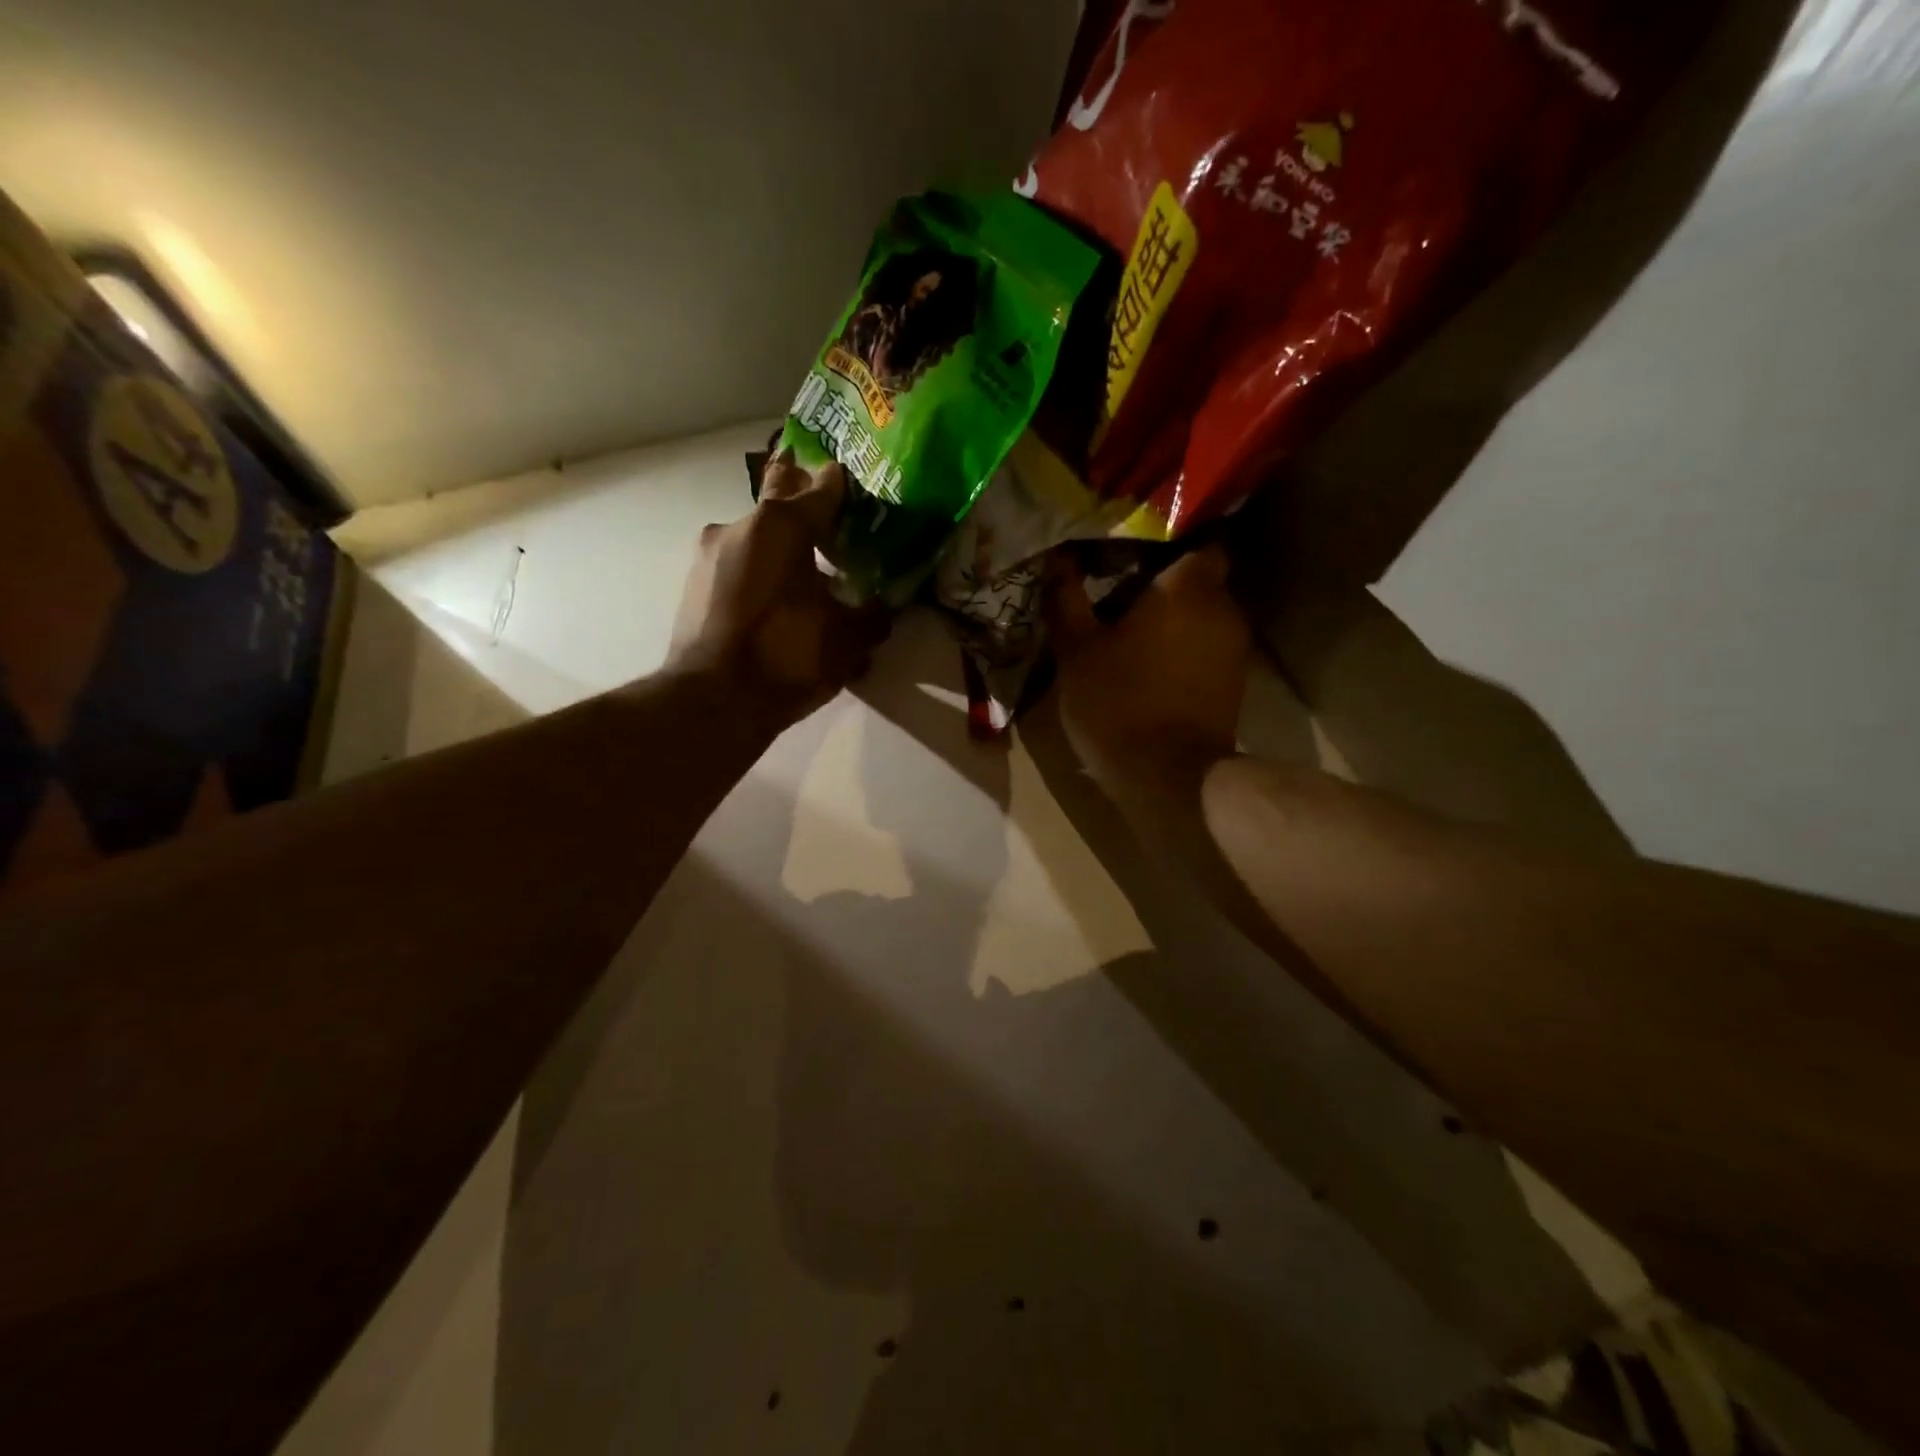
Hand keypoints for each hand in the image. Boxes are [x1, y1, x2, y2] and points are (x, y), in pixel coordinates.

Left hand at [667, 451, 887, 731]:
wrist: (712, 702)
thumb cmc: (787, 656)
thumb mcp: (848, 640)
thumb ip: (872, 616)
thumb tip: (883, 608)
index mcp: (781, 525)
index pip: (822, 486)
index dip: (845, 487)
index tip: (859, 494)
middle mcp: (740, 526)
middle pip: (781, 501)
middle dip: (806, 510)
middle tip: (833, 530)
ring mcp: (710, 554)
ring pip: (757, 538)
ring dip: (782, 552)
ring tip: (807, 586)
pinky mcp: (693, 584)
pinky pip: (737, 566)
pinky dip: (760, 577)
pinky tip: (778, 610)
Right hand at [1045, 544, 1250, 800]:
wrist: (1171, 779)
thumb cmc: (1119, 705)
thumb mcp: (1076, 652)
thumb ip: (1067, 600)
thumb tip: (1058, 559)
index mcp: (1187, 588)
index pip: (1199, 534)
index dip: (1169, 534)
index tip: (1135, 542)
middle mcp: (1223, 608)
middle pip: (1198, 575)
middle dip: (1164, 578)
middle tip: (1120, 583)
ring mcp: (1234, 646)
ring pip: (1203, 613)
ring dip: (1173, 615)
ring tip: (1132, 625)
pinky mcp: (1234, 681)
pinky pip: (1206, 644)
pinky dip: (1183, 644)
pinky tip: (1151, 661)